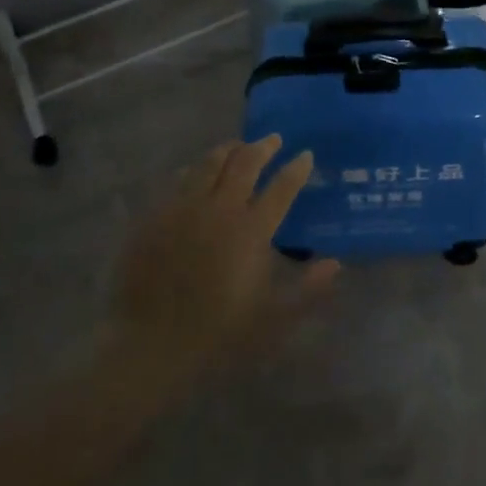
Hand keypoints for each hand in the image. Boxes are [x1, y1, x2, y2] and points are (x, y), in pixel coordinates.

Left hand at [112, 136, 339, 373]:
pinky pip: (177, 180)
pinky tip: (196, 173)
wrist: (150, 346)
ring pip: (209, 163)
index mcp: (252, 230)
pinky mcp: (155, 217)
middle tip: (273, 140)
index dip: (296, 168)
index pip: (281, 187)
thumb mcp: (273, 319)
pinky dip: (193, 170)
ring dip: (228, 150)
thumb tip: (335, 264)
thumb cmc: (219, 334)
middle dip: (263, 147)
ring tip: (237, 147)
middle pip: (244, 163)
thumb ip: (308, 290)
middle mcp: (220, 209)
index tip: (305, 155)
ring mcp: (184, 208)